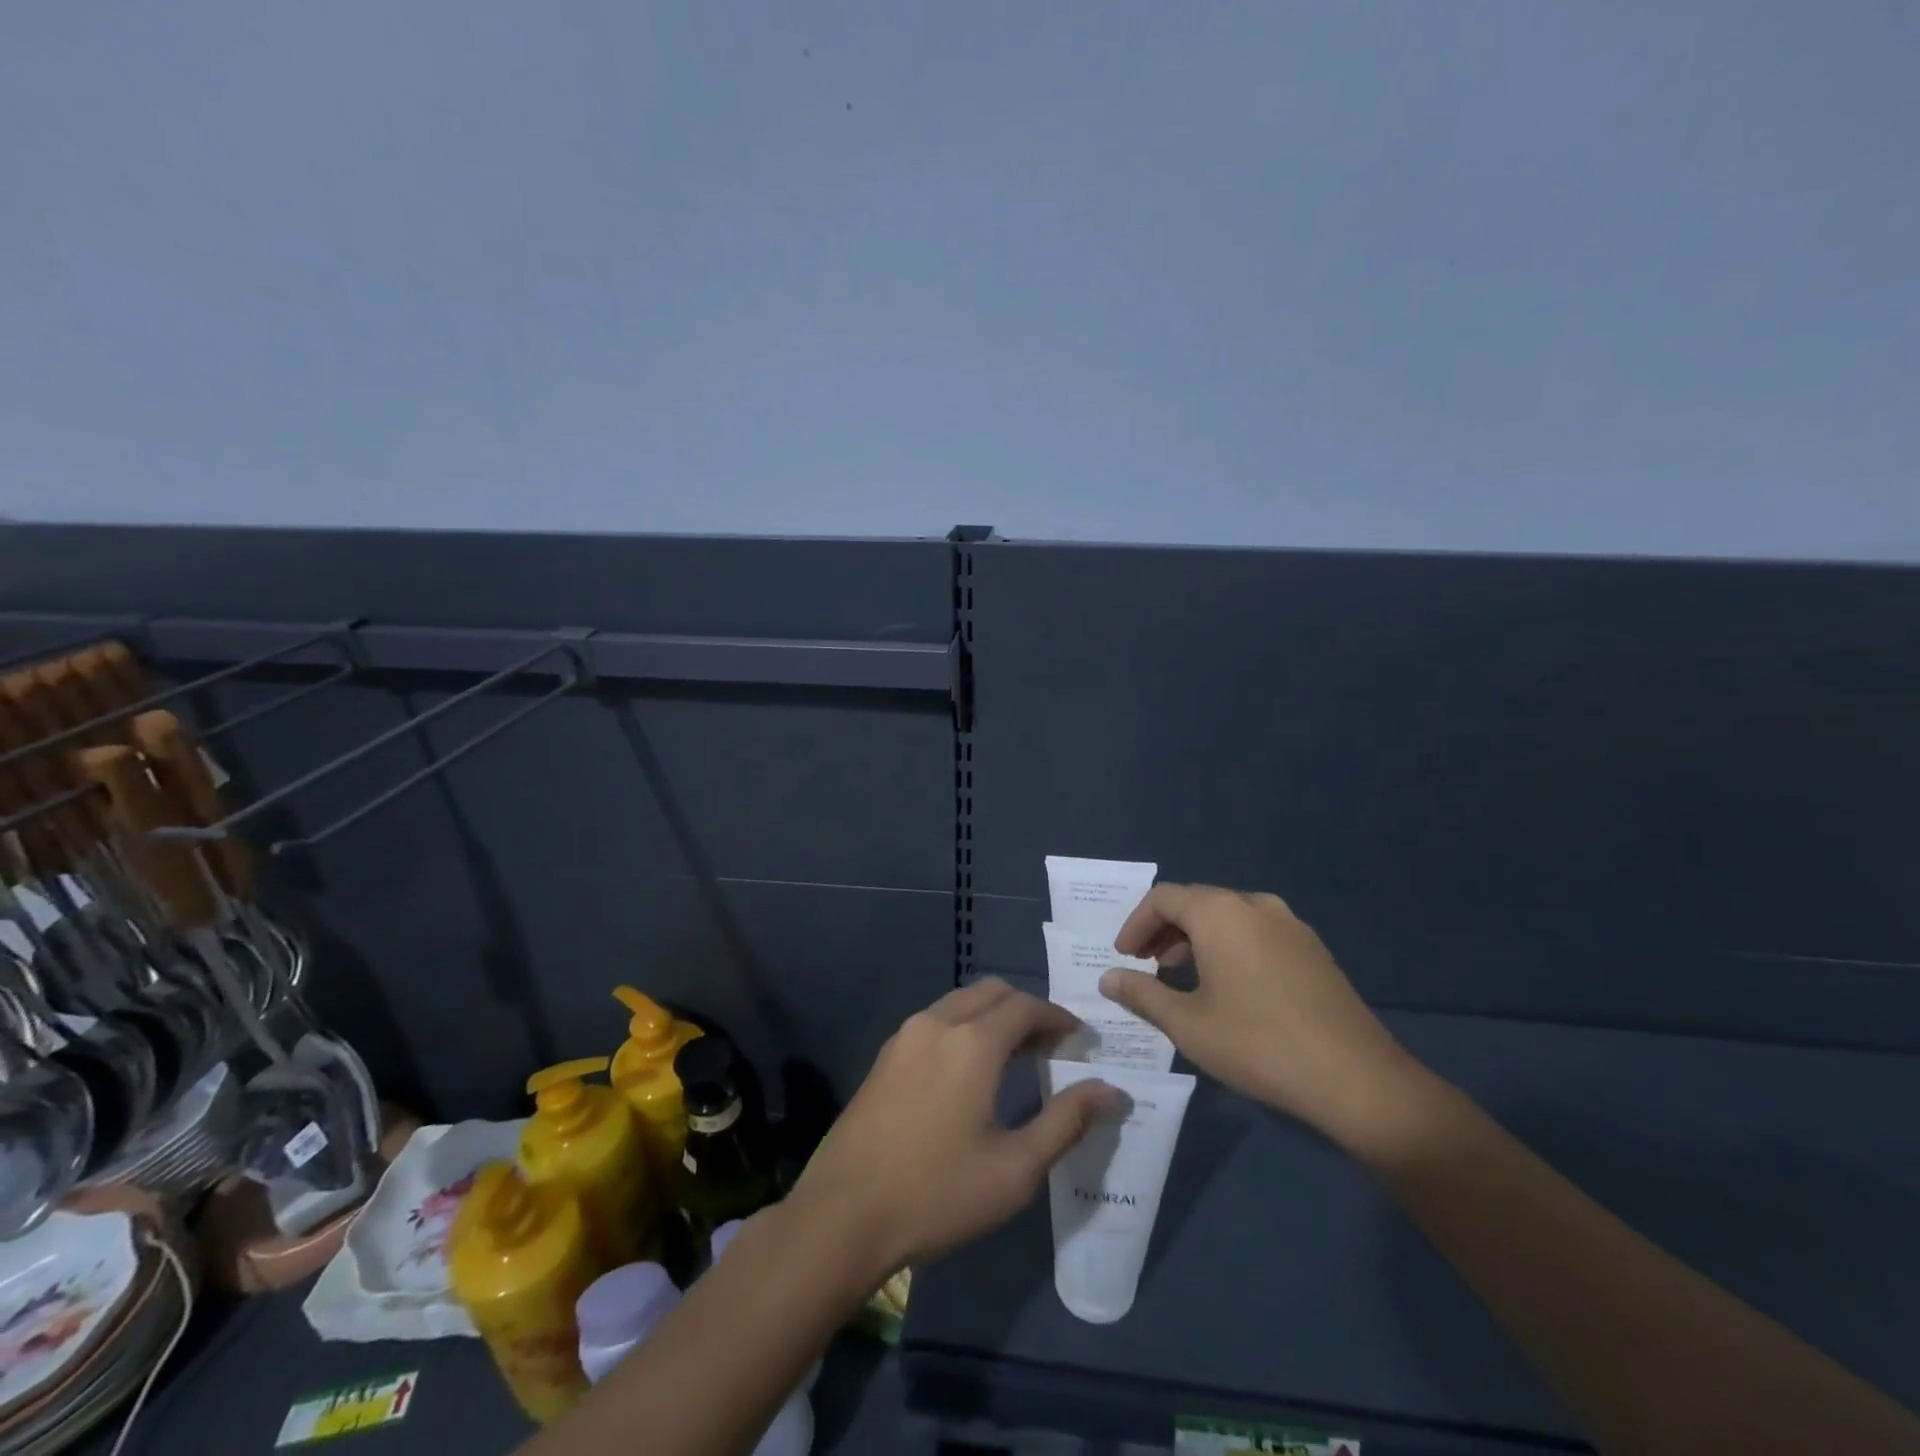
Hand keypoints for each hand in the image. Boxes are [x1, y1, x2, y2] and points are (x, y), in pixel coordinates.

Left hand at [793, 978, 1119, 1273]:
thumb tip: (1111, 1091)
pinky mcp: (885, 1055)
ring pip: (960, 1003)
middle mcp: (938, 1023)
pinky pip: (935, 1021)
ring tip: (1015, 1056)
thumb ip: (1067, 1121)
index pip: (1026, 1006)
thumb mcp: (1015, 1168)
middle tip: (1051, 1046)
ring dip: (993, 1016)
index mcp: (972, 1042)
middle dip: (1027, 1010)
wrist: (843, 1214)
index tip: (1079, 1038)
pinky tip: (969, 1070)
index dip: (1057, 1016)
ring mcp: (905, 1035)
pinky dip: (964, 1027)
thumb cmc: (938, 1193)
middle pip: (992, 993)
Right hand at [1101, 884, 1429, 1148]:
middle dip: (1164, 930)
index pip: (1163, 898)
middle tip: (1147, 965)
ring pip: (1228, 916)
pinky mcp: (1313, 948)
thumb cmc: (1258, 1044)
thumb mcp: (1187, 1024)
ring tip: (1182, 975)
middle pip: (1197, 902)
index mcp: (1220, 912)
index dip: (1136, 924)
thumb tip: (1108, 978)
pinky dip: (1229, 945)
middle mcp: (1255, 905)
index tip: (1124, 956)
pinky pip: (1257, 932)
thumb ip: (1142, 994)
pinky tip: (1229, 986)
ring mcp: (1290, 925)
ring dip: (1197, 938)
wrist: (1356, 1079)